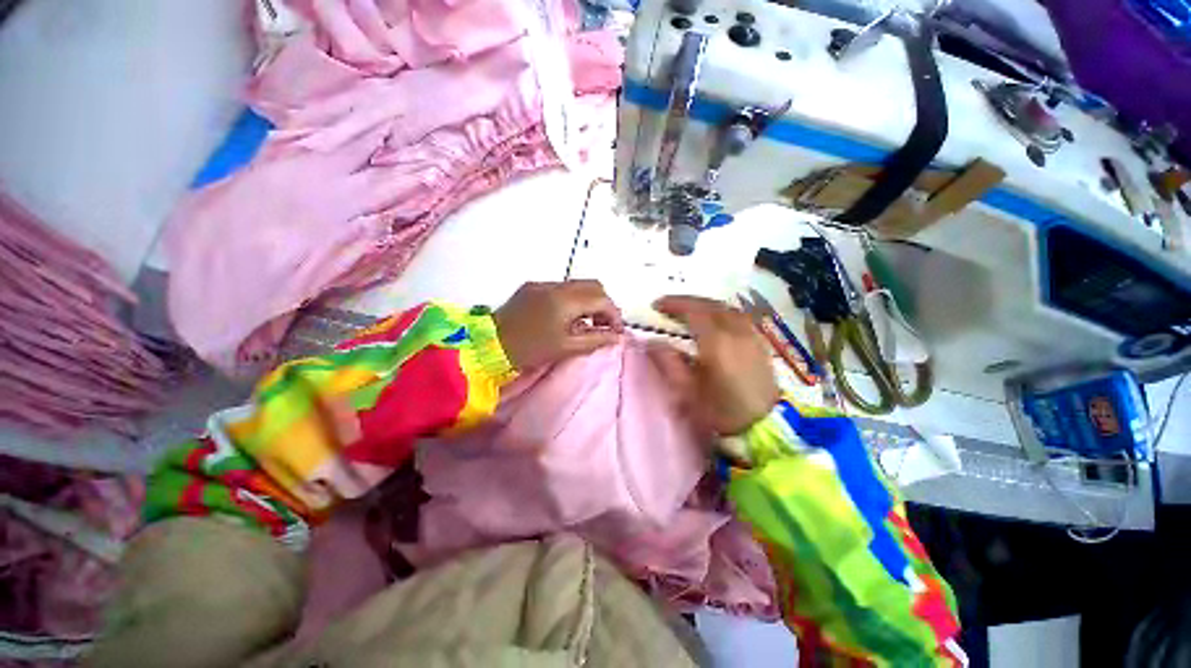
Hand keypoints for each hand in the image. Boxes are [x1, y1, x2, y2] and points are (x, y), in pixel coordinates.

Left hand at [493, 280, 623, 370]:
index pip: (602, 299)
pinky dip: (573, 299)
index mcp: (565, 301)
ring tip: (587, 323)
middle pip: (593, 286)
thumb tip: (617, 337)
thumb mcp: (566, 348)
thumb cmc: (529, 350)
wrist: (488, 345)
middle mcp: (556, 285)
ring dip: (589, 301)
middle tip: (603, 326)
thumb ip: (596, 340)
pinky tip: (567, 317)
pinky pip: (562, 288)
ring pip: (578, 285)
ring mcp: (542, 283)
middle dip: (604, 305)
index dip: (614, 315)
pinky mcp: (532, 286)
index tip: (616, 332)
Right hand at [646, 295, 779, 435]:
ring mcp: (751, 336)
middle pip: (711, 305)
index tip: (656, 305)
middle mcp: (736, 332)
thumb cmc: (721, 411)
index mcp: (717, 341)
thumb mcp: (687, 390)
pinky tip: (714, 322)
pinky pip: (738, 318)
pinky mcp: (760, 344)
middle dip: (688, 302)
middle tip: (669, 306)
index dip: (674, 304)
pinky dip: (721, 313)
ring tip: (689, 312)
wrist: (764, 428)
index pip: (693, 311)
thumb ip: (668, 362)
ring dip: (705, 305)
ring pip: (727, 309)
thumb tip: (652, 342)